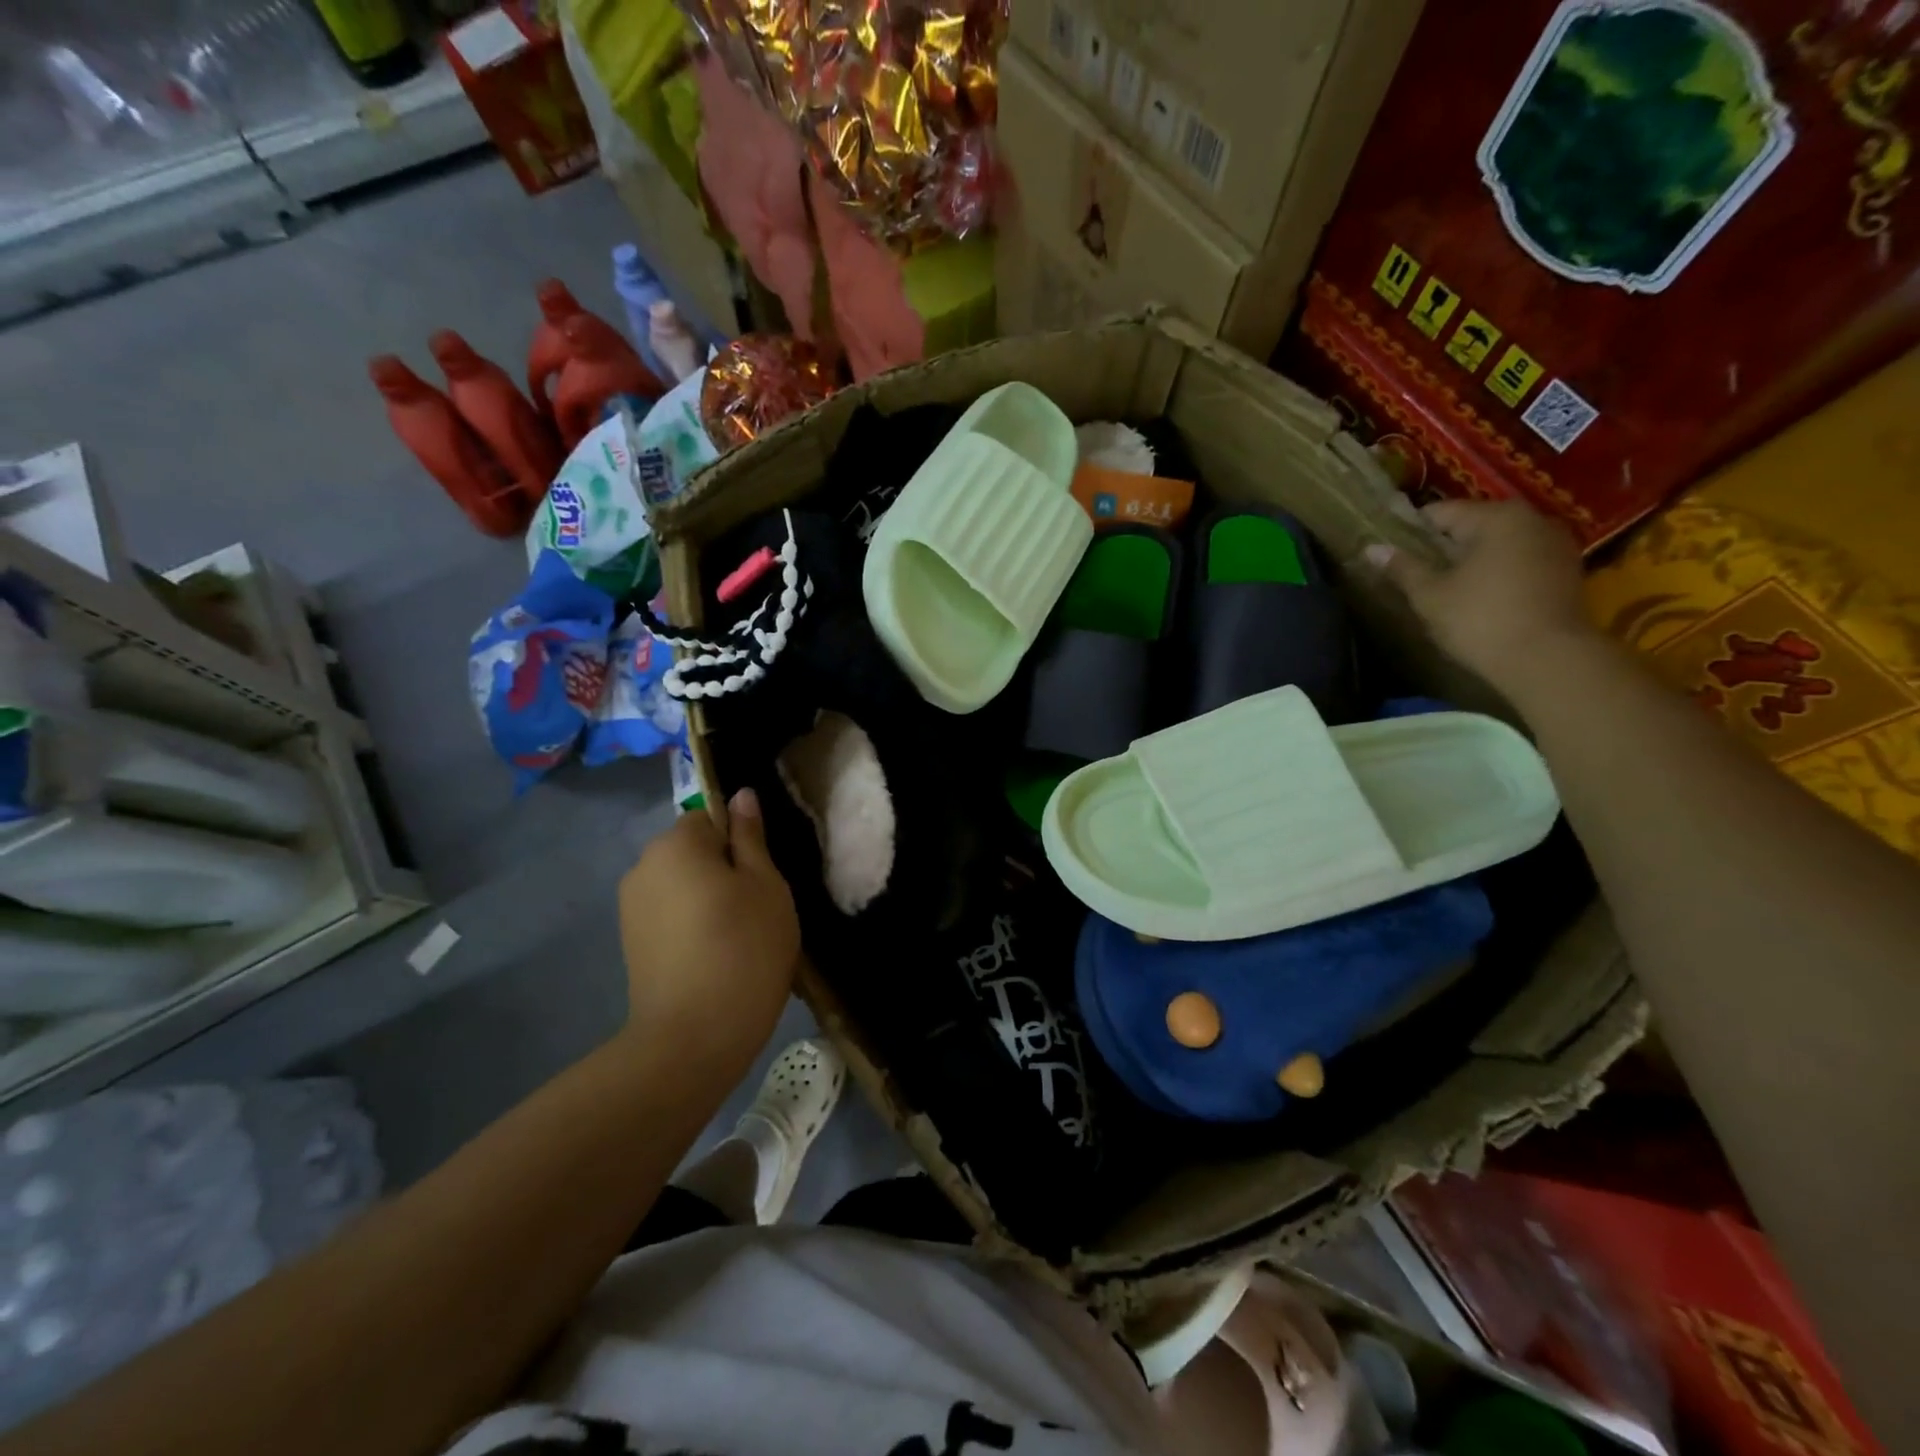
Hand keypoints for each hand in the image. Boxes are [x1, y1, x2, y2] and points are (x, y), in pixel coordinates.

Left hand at [616, 788, 799, 1077]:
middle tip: (757, 908)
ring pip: (682, 885)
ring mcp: (631, 908)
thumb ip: (751, 836)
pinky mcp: (631, 944)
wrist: (694, 1037)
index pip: (711, 817)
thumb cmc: (744, 947)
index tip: (762, 878)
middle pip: (693, 850)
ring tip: (737, 937)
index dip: (741, 842)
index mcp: (675, 843)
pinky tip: (713, 956)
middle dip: (723, 869)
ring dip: (707, 898)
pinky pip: (669, 915)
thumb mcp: (765, 884)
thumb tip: (740, 795)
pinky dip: (691, 925)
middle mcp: (642, 866)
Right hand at [1365, 500, 1594, 695]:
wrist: (1550, 659)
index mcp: (1495, 518)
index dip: (1411, 529)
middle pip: (1474, 524)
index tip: (1391, 548)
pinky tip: (1479, 594)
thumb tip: (1372, 548)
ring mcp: (1555, 544)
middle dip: (1443, 544)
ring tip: (1444, 583)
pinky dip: (1497, 570)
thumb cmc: (1481, 620)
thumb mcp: (1431, 596)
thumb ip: (1403, 568)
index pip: (1441, 512)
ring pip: (1499, 543)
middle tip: (1414, 569)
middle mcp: (1531, 519)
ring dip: (1472, 558)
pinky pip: (1520, 560)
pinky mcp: (1567, 570)